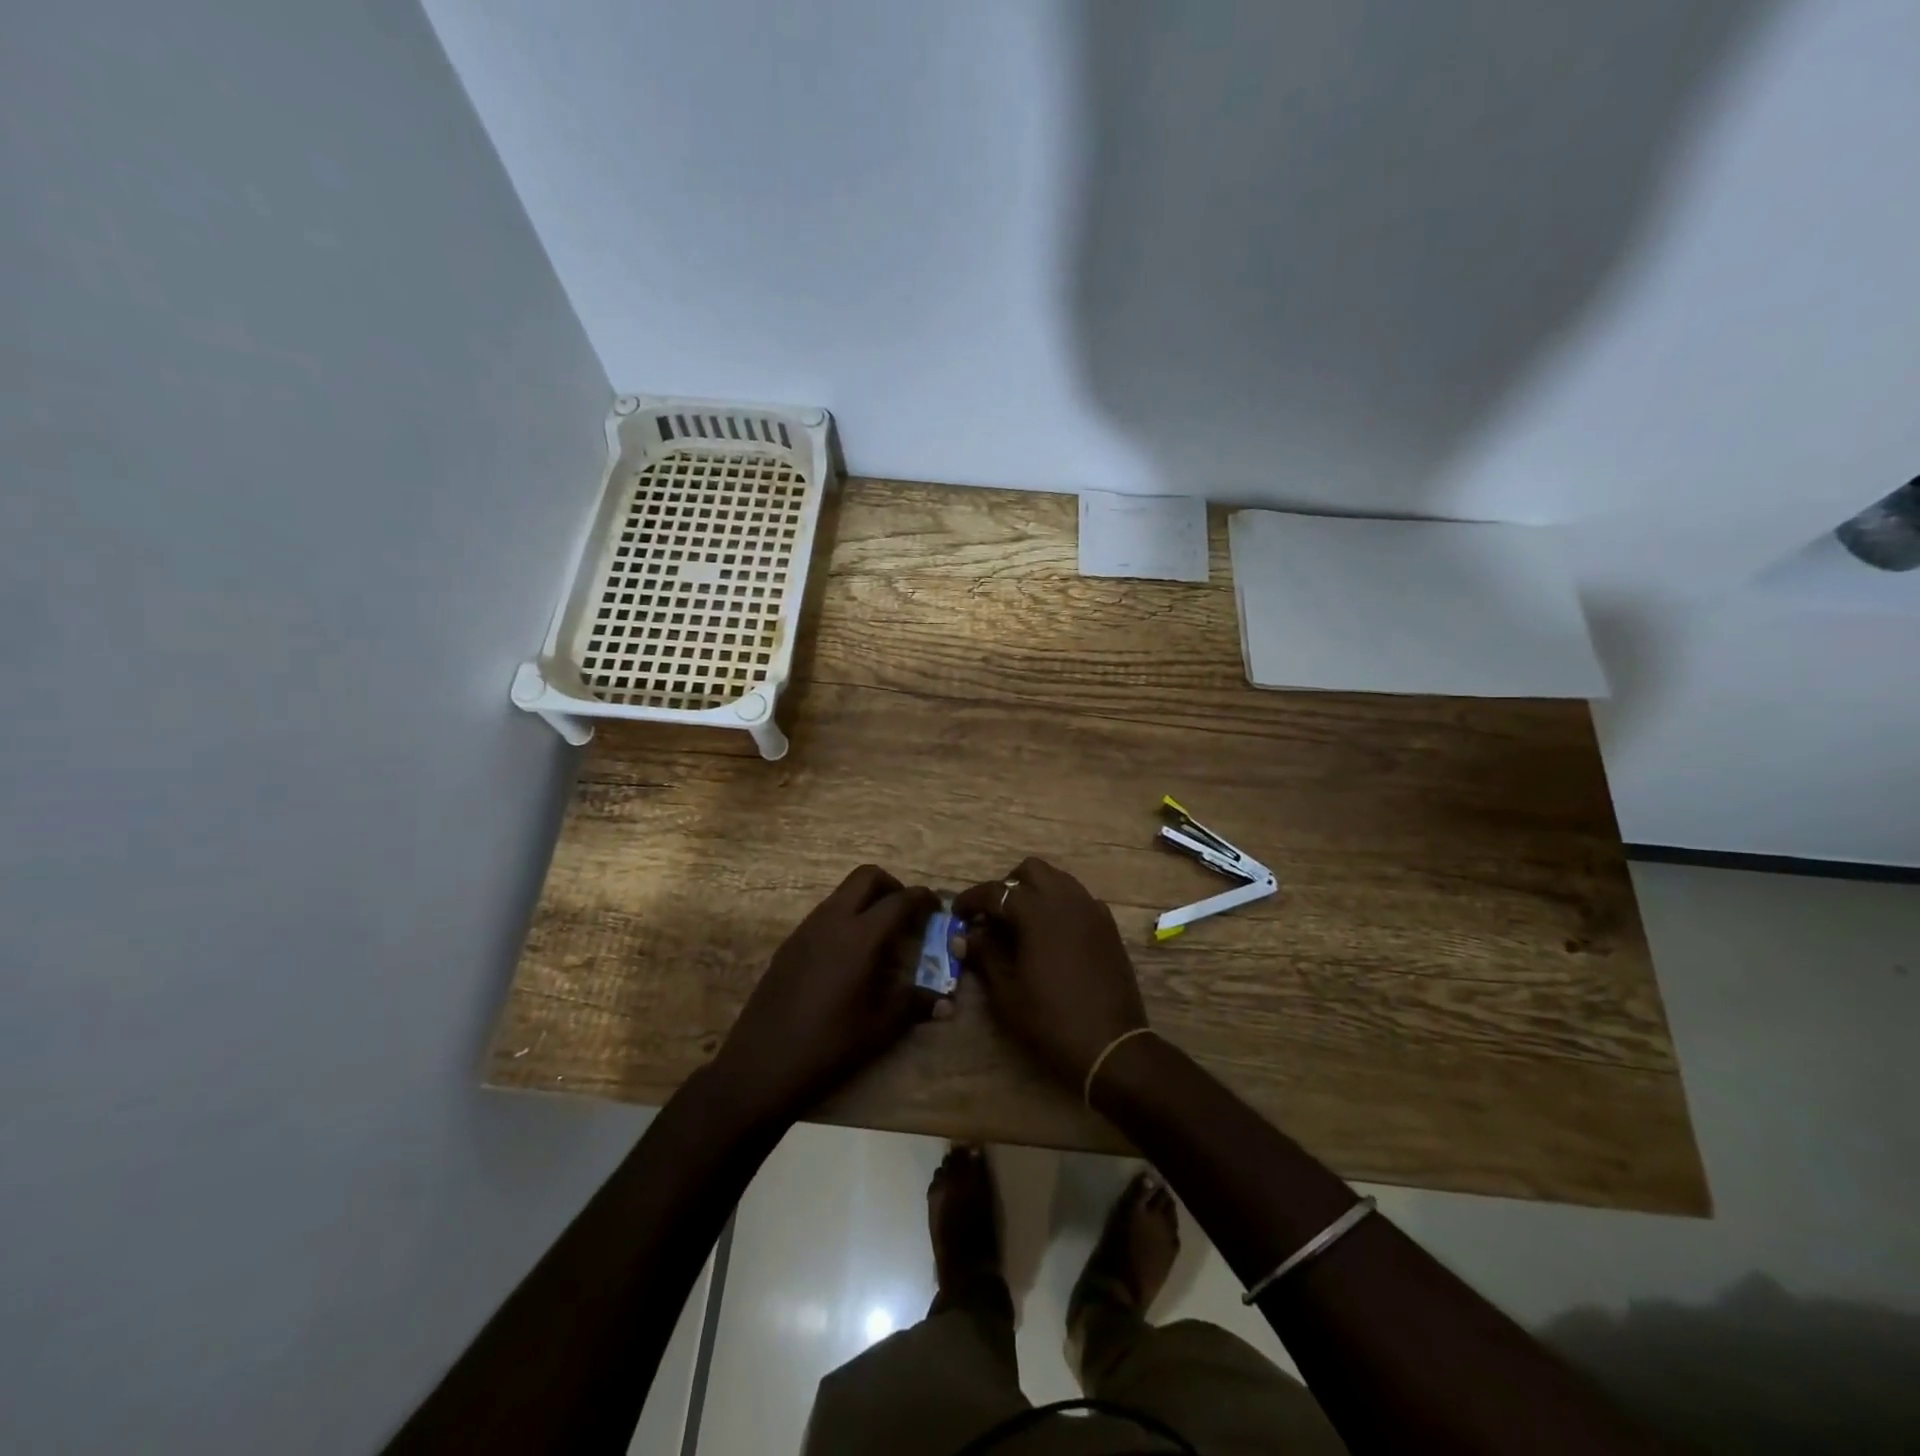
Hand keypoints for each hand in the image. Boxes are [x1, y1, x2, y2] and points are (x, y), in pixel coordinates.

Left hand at [709, 865, 940, 1121]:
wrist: (759, 1066)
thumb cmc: (826, 1047)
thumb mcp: (878, 1029)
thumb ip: (913, 1005)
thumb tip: (945, 1002)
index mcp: (859, 937)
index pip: (898, 900)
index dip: (922, 898)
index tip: (937, 908)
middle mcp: (832, 921)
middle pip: (866, 877)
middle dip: (892, 886)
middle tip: (907, 913)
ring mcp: (805, 930)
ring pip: (842, 893)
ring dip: (867, 901)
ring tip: (882, 936)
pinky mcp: (789, 944)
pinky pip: (825, 914)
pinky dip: (846, 918)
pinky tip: (850, 956)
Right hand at [952, 857, 1147, 1086]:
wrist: (1111, 1045)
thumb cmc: (1050, 1020)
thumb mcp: (1006, 991)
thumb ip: (984, 955)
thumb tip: (965, 935)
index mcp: (1037, 912)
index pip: (996, 891)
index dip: (972, 899)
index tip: (957, 913)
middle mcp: (1066, 899)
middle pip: (1031, 870)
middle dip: (1008, 885)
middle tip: (994, 915)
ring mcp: (1091, 910)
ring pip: (1058, 879)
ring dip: (1035, 891)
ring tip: (1021, 922)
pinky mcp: (1108, 926)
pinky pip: (1078, 899)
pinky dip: (1059, 905)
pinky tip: (1052, 935)